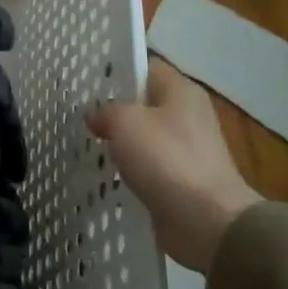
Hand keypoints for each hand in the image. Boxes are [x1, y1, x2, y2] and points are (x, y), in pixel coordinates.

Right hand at [87, 59, 261, 273]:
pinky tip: (107, 177)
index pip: (146, 67)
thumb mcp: (126, 122)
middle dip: (115, 110)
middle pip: (145, 103)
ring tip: (88, 146)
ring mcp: (188, 150)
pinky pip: (150, 167)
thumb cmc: (167, 158)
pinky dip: (131, 171)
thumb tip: (96, 115)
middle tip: (81, 116)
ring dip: (121, 144)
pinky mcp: (183, 181)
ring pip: (145, 137)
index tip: (87, 83)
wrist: (206, 220)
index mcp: (181, 91)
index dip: (117, 71)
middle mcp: (188, 115)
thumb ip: (106, 111)